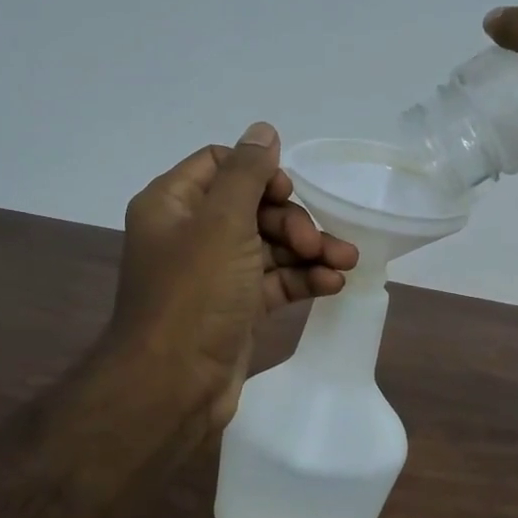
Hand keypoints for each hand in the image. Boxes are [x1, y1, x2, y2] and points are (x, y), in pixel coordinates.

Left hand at [107, 122, 358, 440]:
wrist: (173, 387)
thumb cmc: (194, 296)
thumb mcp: (222, 223)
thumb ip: (247, 173)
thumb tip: (263, 131)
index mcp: (172, 204)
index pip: (221, 165)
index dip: (260, 173)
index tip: (288, 193)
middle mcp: (189, 234)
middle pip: (251, 207)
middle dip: (292, 221)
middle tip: (317, 243)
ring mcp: (213, 274)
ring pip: (268, 247)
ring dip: (307, 251)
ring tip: (345, 263)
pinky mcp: (234, 309)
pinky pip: (273, 282)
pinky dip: (302, 280)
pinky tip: (333, 285)